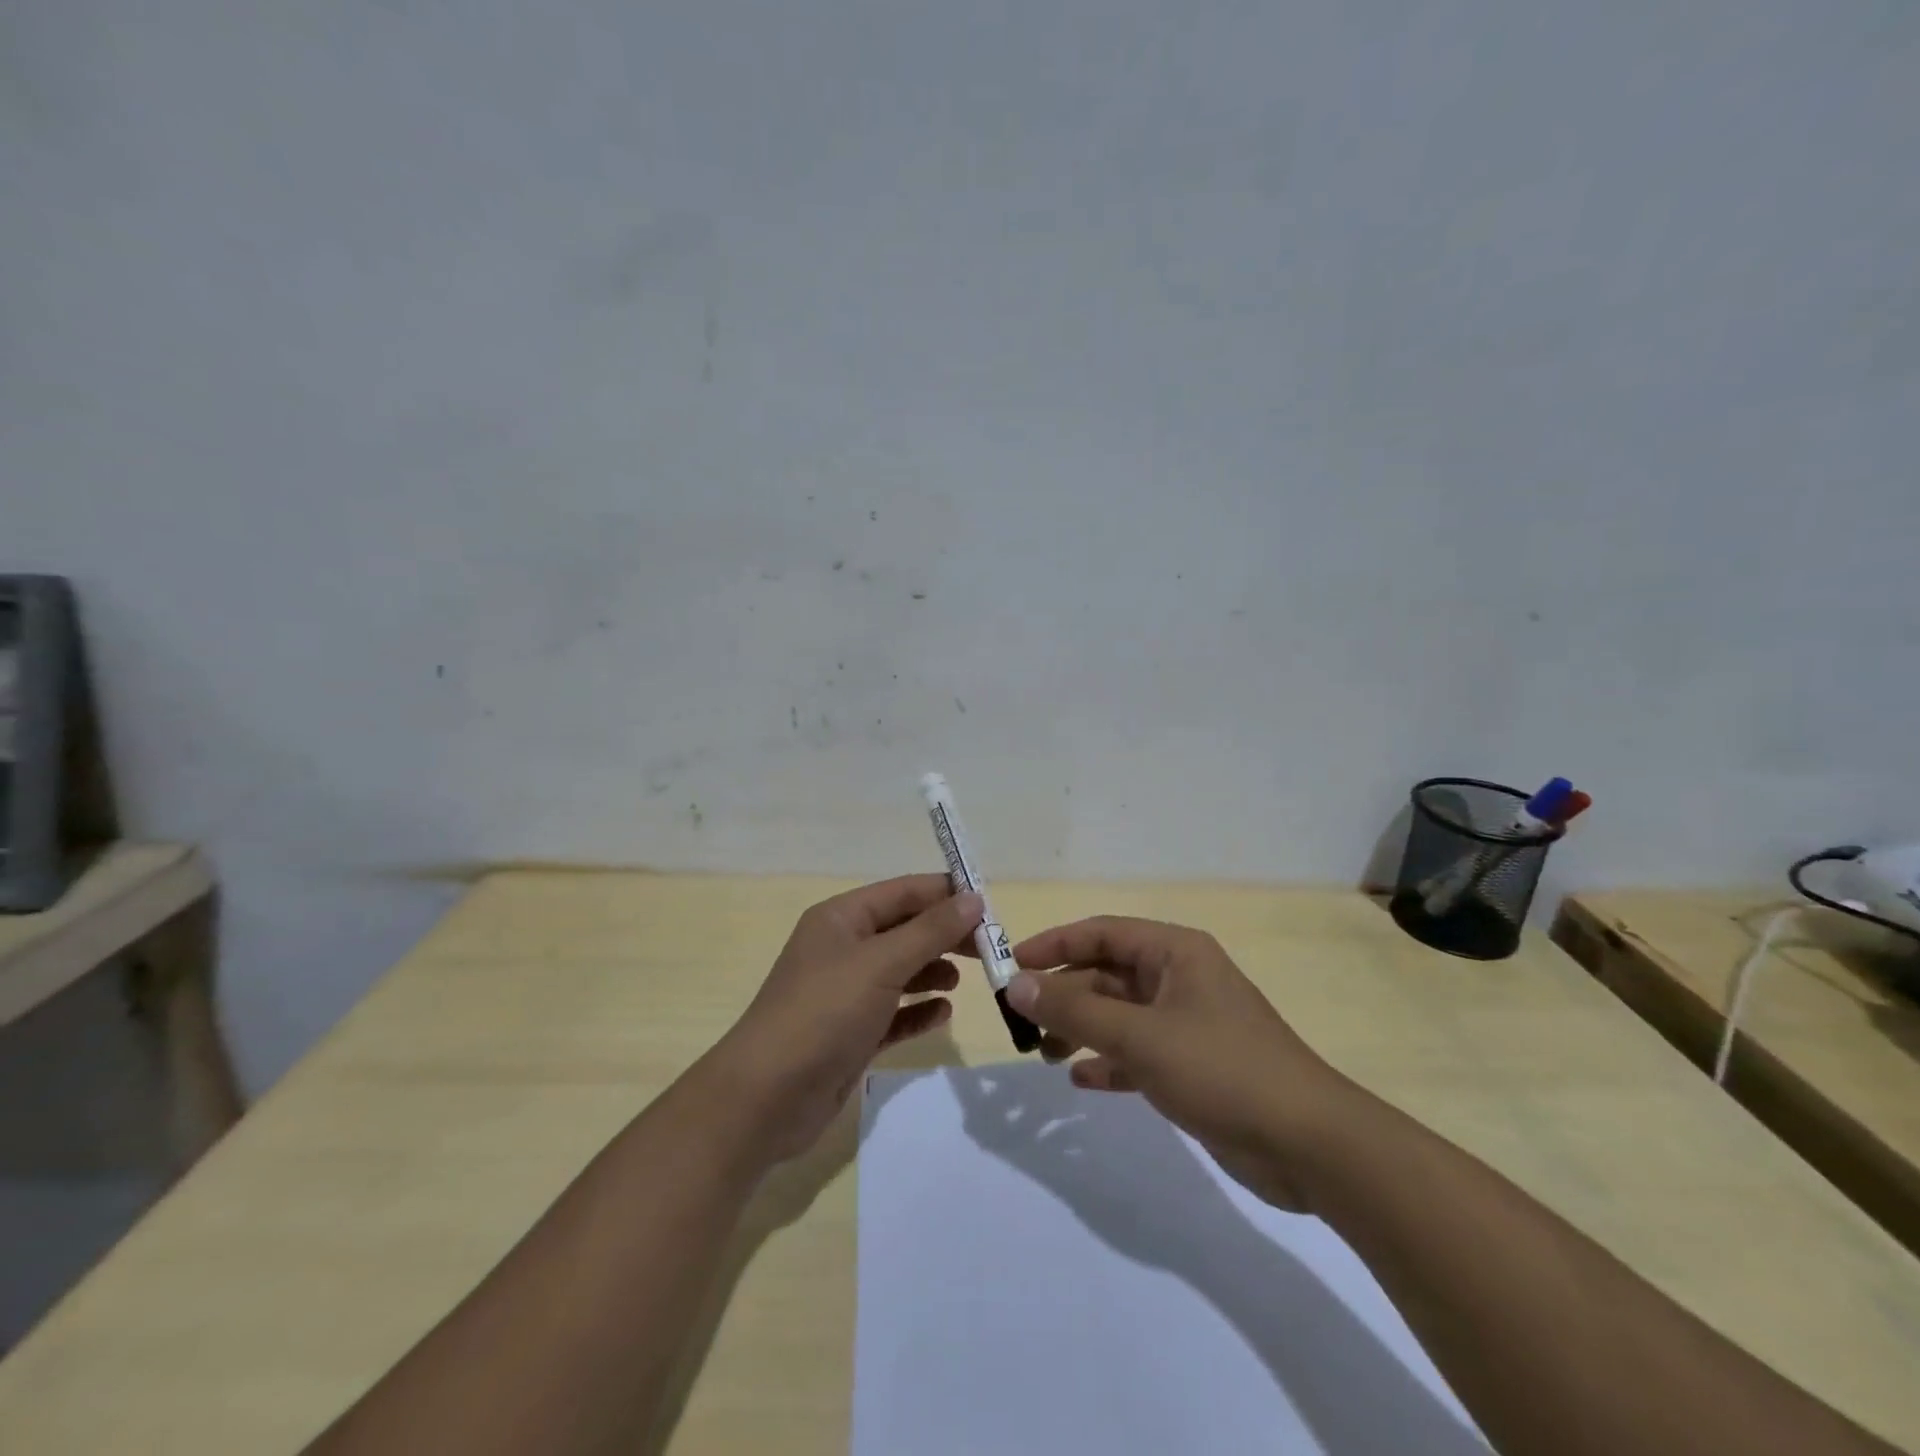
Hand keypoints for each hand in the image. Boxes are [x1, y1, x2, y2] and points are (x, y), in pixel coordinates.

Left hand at [712, 876, 982, 1161]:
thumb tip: (974, 898)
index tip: (991, 907)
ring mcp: (846, 993)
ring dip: (933, 971)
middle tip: (988, 948)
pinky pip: (894, 1012)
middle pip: (905, 930)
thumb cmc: (824, 1013)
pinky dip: (918, 1010)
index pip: (904, 892)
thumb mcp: (881, 964)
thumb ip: (931, 931)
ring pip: (901, 971)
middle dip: (945, 935)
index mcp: (842, 918)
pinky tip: (943, 1014)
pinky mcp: (851, 1033)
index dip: (946, 894)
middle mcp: (844, 949)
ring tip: (967, 979)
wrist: (766, 1098)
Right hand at [1004, 917, 1352, 1210]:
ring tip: (1045, 1053)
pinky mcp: (1193, 1066)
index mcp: (1174, 952)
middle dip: (1064, 995)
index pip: (1100, 932)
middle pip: (1107, 974)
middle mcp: (1179, 979)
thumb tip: (1017, 984)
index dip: (1053, 945)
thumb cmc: (1222, 1069)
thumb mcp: (1140, 1036)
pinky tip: (1082, 1080)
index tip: (1010, 966)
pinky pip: (1137, 1052)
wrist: (1310, 1146)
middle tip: (1022, 1022)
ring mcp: (1187, 1023)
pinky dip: (1109, 1061)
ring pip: (1119, 1014)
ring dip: (1081, 1029)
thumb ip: (1075, 1009)